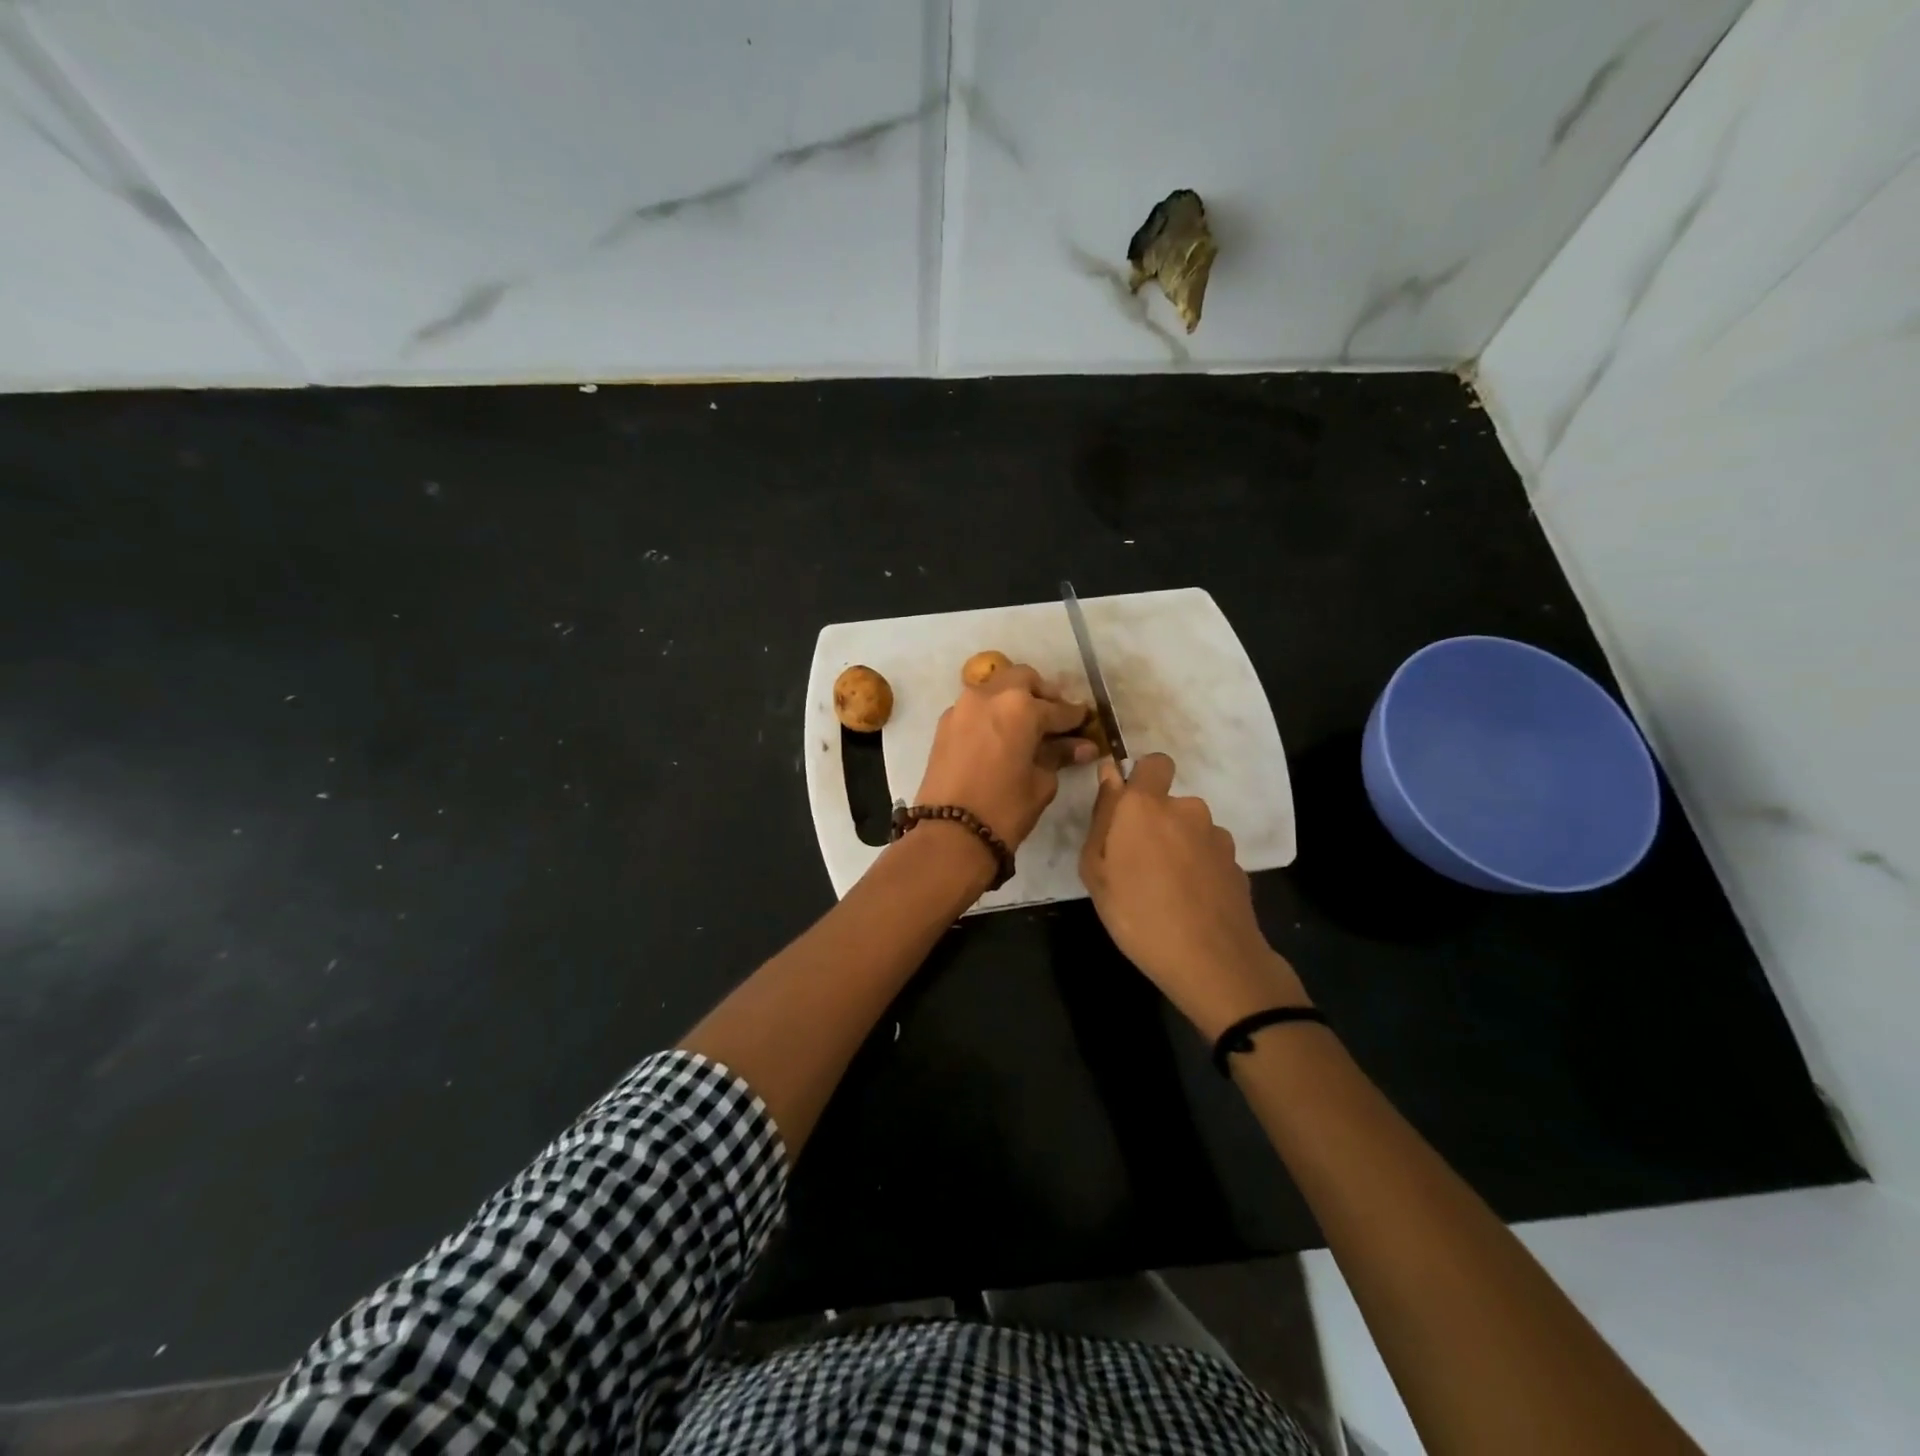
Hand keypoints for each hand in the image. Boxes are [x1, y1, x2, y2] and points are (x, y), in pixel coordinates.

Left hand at [915, 661, 1096, 849]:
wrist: (949, 831)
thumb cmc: (1005, 808)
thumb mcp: (1041, 782)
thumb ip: (1059, 755)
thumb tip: (1082, 746)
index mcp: (1020, 706)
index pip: (1057, 708)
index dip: (1075, 717)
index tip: (1086, 722)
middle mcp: (990, 695)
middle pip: (1023, 679)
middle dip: (1042, 694)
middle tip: (1054, 717)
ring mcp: (963, 706)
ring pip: (996, 688)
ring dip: (1014, 699)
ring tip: (1027, 726)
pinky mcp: (945, 723)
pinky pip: (976, 706)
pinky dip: (992, 712)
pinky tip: (1001, 735)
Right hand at [1079, 753, 1308, 1037]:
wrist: (1210, 960)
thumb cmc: (1136, 914)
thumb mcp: (1095, 870)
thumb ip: (1102, 816)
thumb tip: (1109, 776)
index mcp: (1146, 805)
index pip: (1154, 763)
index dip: (1142, 779)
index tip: (1128, 810)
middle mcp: (1186, 809)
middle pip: (1169, 804)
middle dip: (1156, 823)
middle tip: (1137, 865)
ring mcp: (1217, 837)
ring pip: (1191, 830)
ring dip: (1179, 847)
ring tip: (1165, 889)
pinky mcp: (1237, 863)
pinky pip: (1209, 855)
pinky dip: (1199, 869)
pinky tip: (1190, 902)